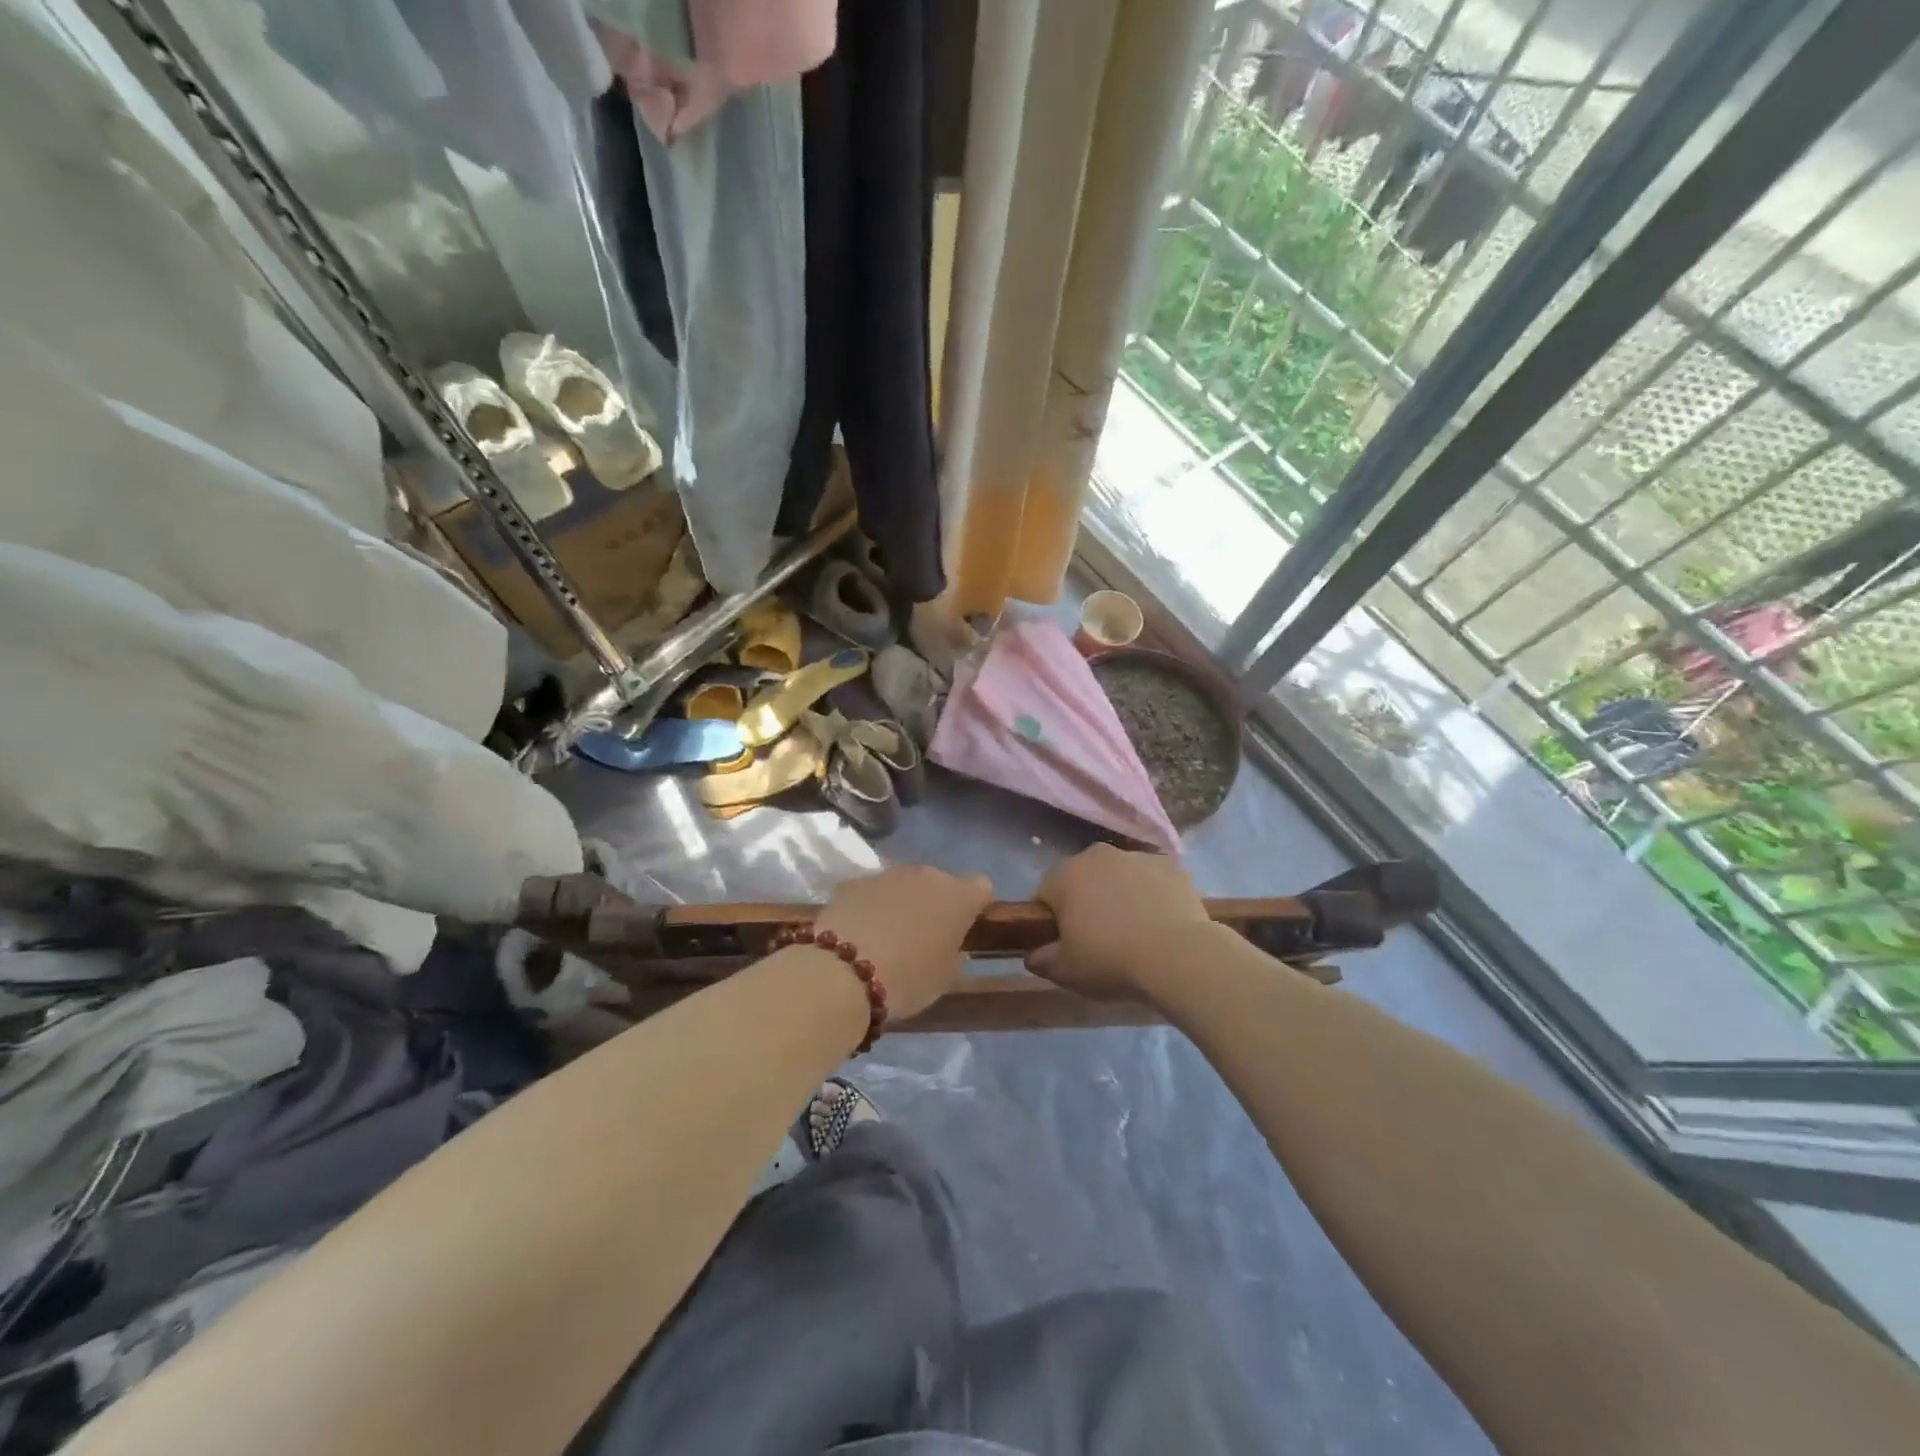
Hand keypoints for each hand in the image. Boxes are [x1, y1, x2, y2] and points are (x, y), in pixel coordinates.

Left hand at [813, 865, 993, 1019]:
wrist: (841, 973)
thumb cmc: (907, 979)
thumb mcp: (944, 979)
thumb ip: (954, 956)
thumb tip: (952, 947)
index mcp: (958, 897)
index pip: (981, 887)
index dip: (975, 905)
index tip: (965, 927)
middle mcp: (926, 876)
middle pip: (939, 883)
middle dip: (934, 903)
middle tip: (923, 936)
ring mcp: (887, 875)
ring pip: (903, 885)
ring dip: (901, 902)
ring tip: (886, 936)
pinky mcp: (853, 882)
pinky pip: (871, 892)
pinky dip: (870, 907)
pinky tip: (858, 934)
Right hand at [1026, 844, 1212, 1002]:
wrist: (1179, 957)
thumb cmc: (1111, 961)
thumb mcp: (1065, 971)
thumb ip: (1040, 959)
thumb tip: (1033, 953)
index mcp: (1065, 875)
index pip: (1045, 894)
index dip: (1052, 920)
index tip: (1065, 944)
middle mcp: (1098, 855)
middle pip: (1083, 879)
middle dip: (1086, 902)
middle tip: (1099, 939)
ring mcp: (1137, 857)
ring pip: (1118, 876)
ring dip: (1120, 895)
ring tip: (1135, 933)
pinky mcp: (1171, 866)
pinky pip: (1152, 880)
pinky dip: (1152, 895)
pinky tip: (1160, 924)